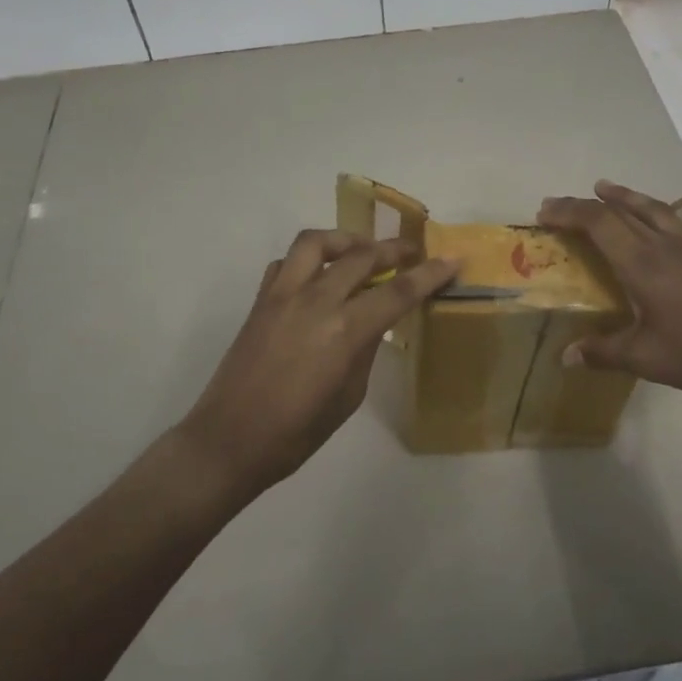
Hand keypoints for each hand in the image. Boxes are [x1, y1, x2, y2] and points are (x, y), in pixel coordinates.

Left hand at [177, 229, 456, 497]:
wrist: (229, 441)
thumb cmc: (296, 433)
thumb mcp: (348, 397)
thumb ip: (365, 350)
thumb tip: (373, 323)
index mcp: (344, 331)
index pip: (397, 292)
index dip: (429, 274)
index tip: (452, 260)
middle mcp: (314, 301)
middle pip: (361, 256)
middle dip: (393, 248)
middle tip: (412, 251)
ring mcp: (282, 295)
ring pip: (316, 242)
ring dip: (345, 239)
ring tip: (361, 251)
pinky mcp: (260, 300)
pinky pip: (285, 262)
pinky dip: (307, 260)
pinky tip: (318, 277)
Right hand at [537, 180, 681, 406]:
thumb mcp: (644, 358)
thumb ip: (602, 352)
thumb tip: (565, 356)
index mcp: (641, 265)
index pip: (598, 225)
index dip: (568, 213)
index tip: (543, 214)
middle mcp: (664, 248)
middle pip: (621, 214)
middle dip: (586, 206)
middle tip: (558, 205)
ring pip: (659, 212)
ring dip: (630, 197)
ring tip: (607, 187)